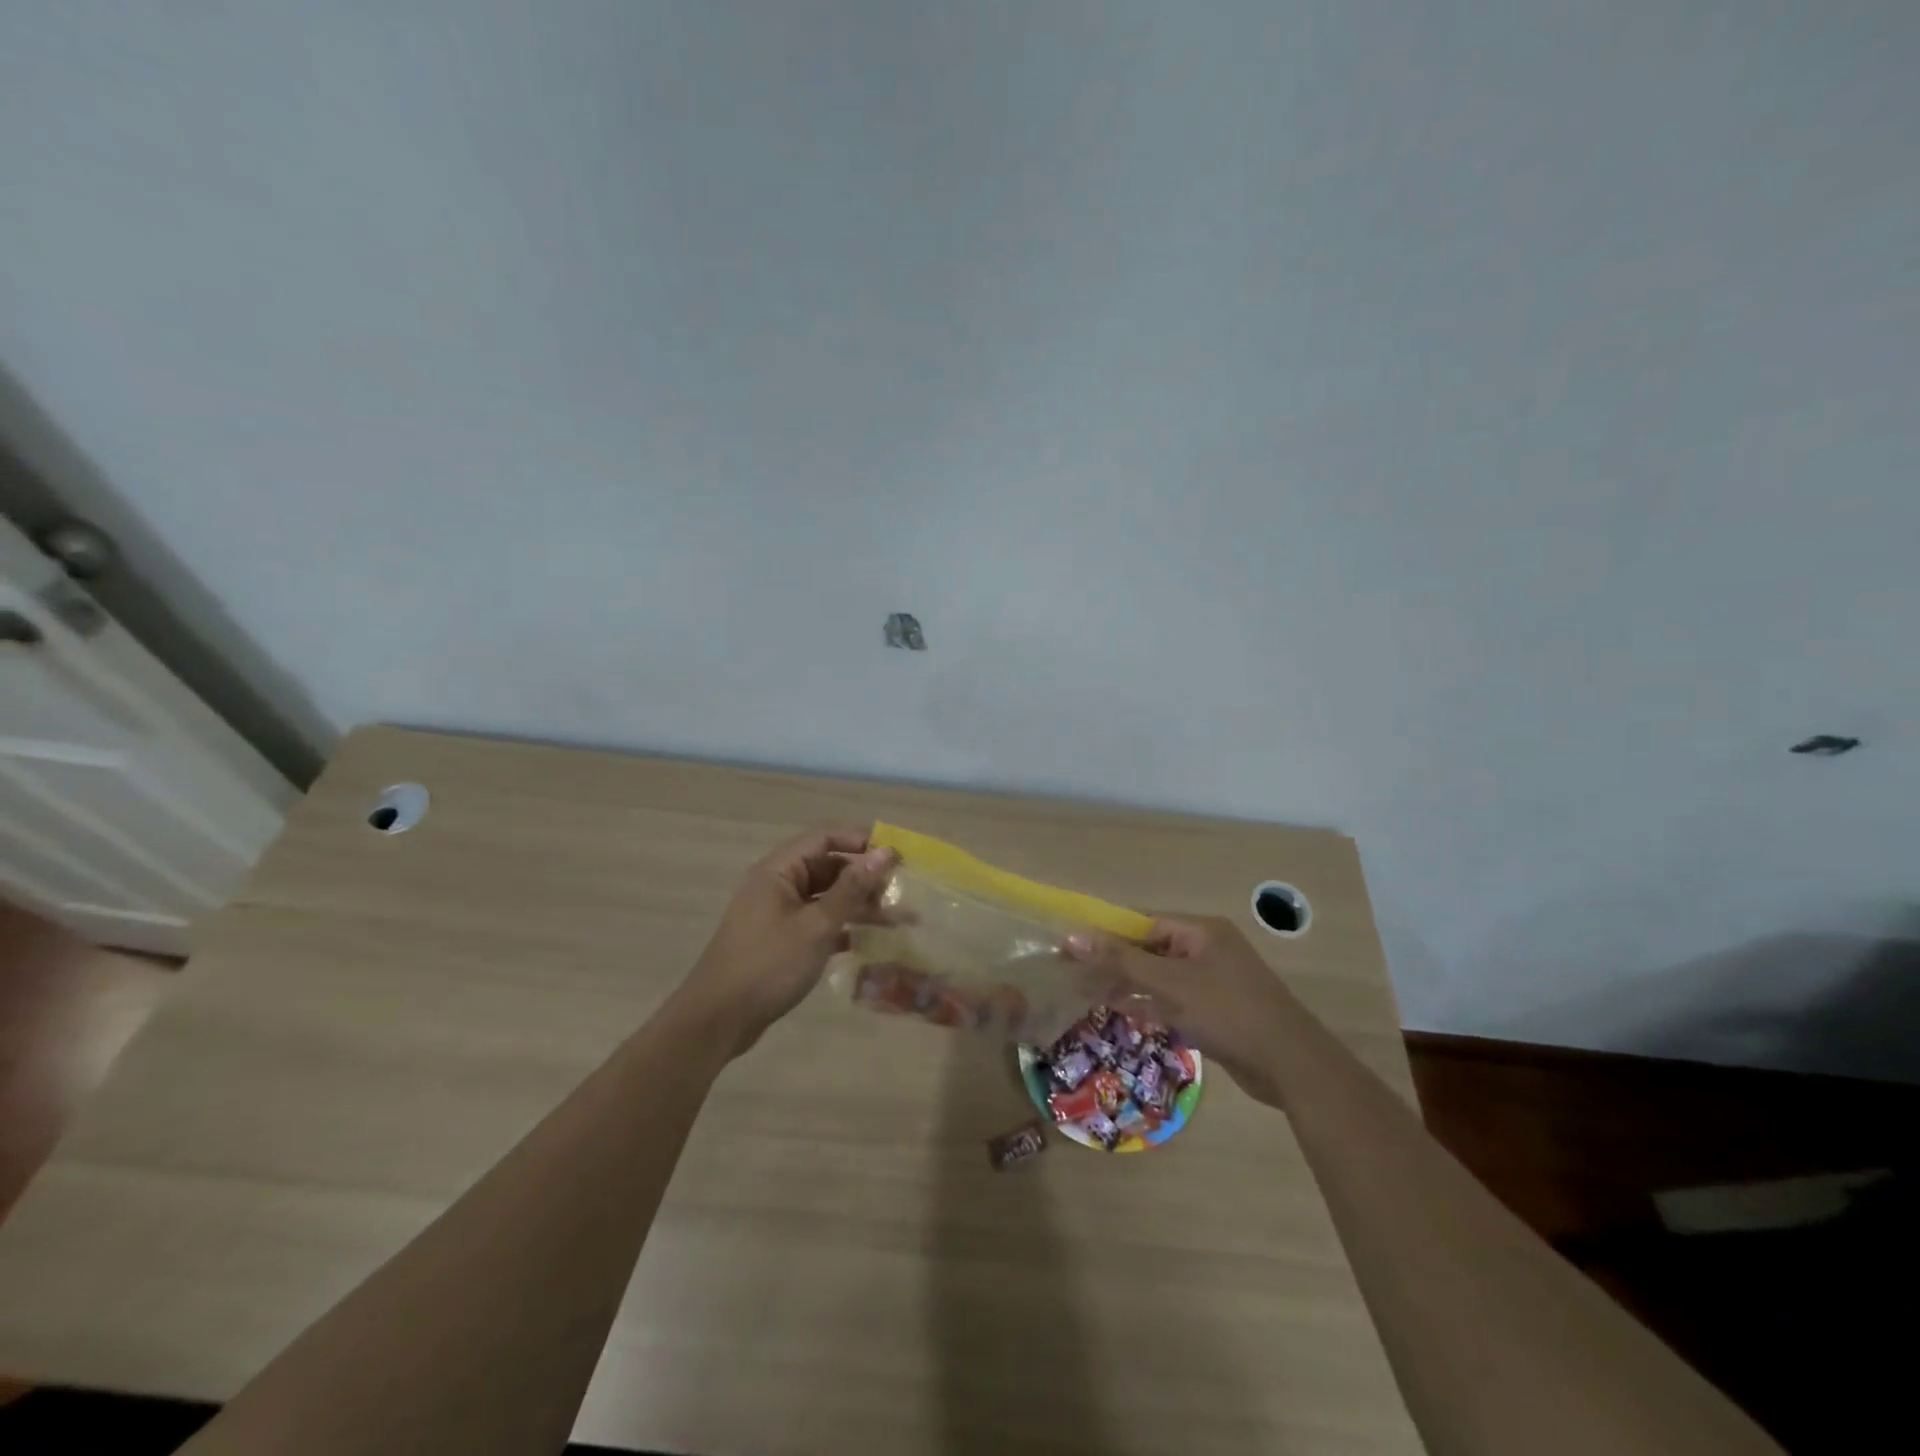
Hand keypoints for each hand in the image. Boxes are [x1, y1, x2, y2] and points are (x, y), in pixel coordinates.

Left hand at [675, 828, 896, 1057]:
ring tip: (897, 919)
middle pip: (827, 867)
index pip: (825, 839)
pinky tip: (867, 941)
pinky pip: (818, 922)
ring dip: (858, 905)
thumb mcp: (816, 925)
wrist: (718, 1020)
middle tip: (901, 892)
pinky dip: (842, 927)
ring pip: (826, 897)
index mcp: (778, 870)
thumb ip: (852, 888)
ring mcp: (778, 914)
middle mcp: (777, 885)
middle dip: (865, 877)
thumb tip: (885, 852)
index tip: (897, 855)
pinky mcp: (781, 940)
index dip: (861, 842)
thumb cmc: (768, 964)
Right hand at [1063, 916, 1298, 1106]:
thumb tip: (1072, 937)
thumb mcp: (1170, 983)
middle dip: (1114, 960)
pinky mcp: (1214, 1011)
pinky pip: (1172, 1000)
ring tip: (1086, 990)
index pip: (1143, 921)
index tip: (1071, 944)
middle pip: (1150, 948)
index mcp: (1200, 931)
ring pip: (1159, 977)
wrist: (1290, 1065)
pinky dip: (1148, 1004)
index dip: (1106, 931)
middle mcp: (1206, 950)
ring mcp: (1211, 982)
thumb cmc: (1228, 1011)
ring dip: (1127, 983)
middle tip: (1074, 970)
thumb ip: (1121, 960)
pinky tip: (1119, 1010)